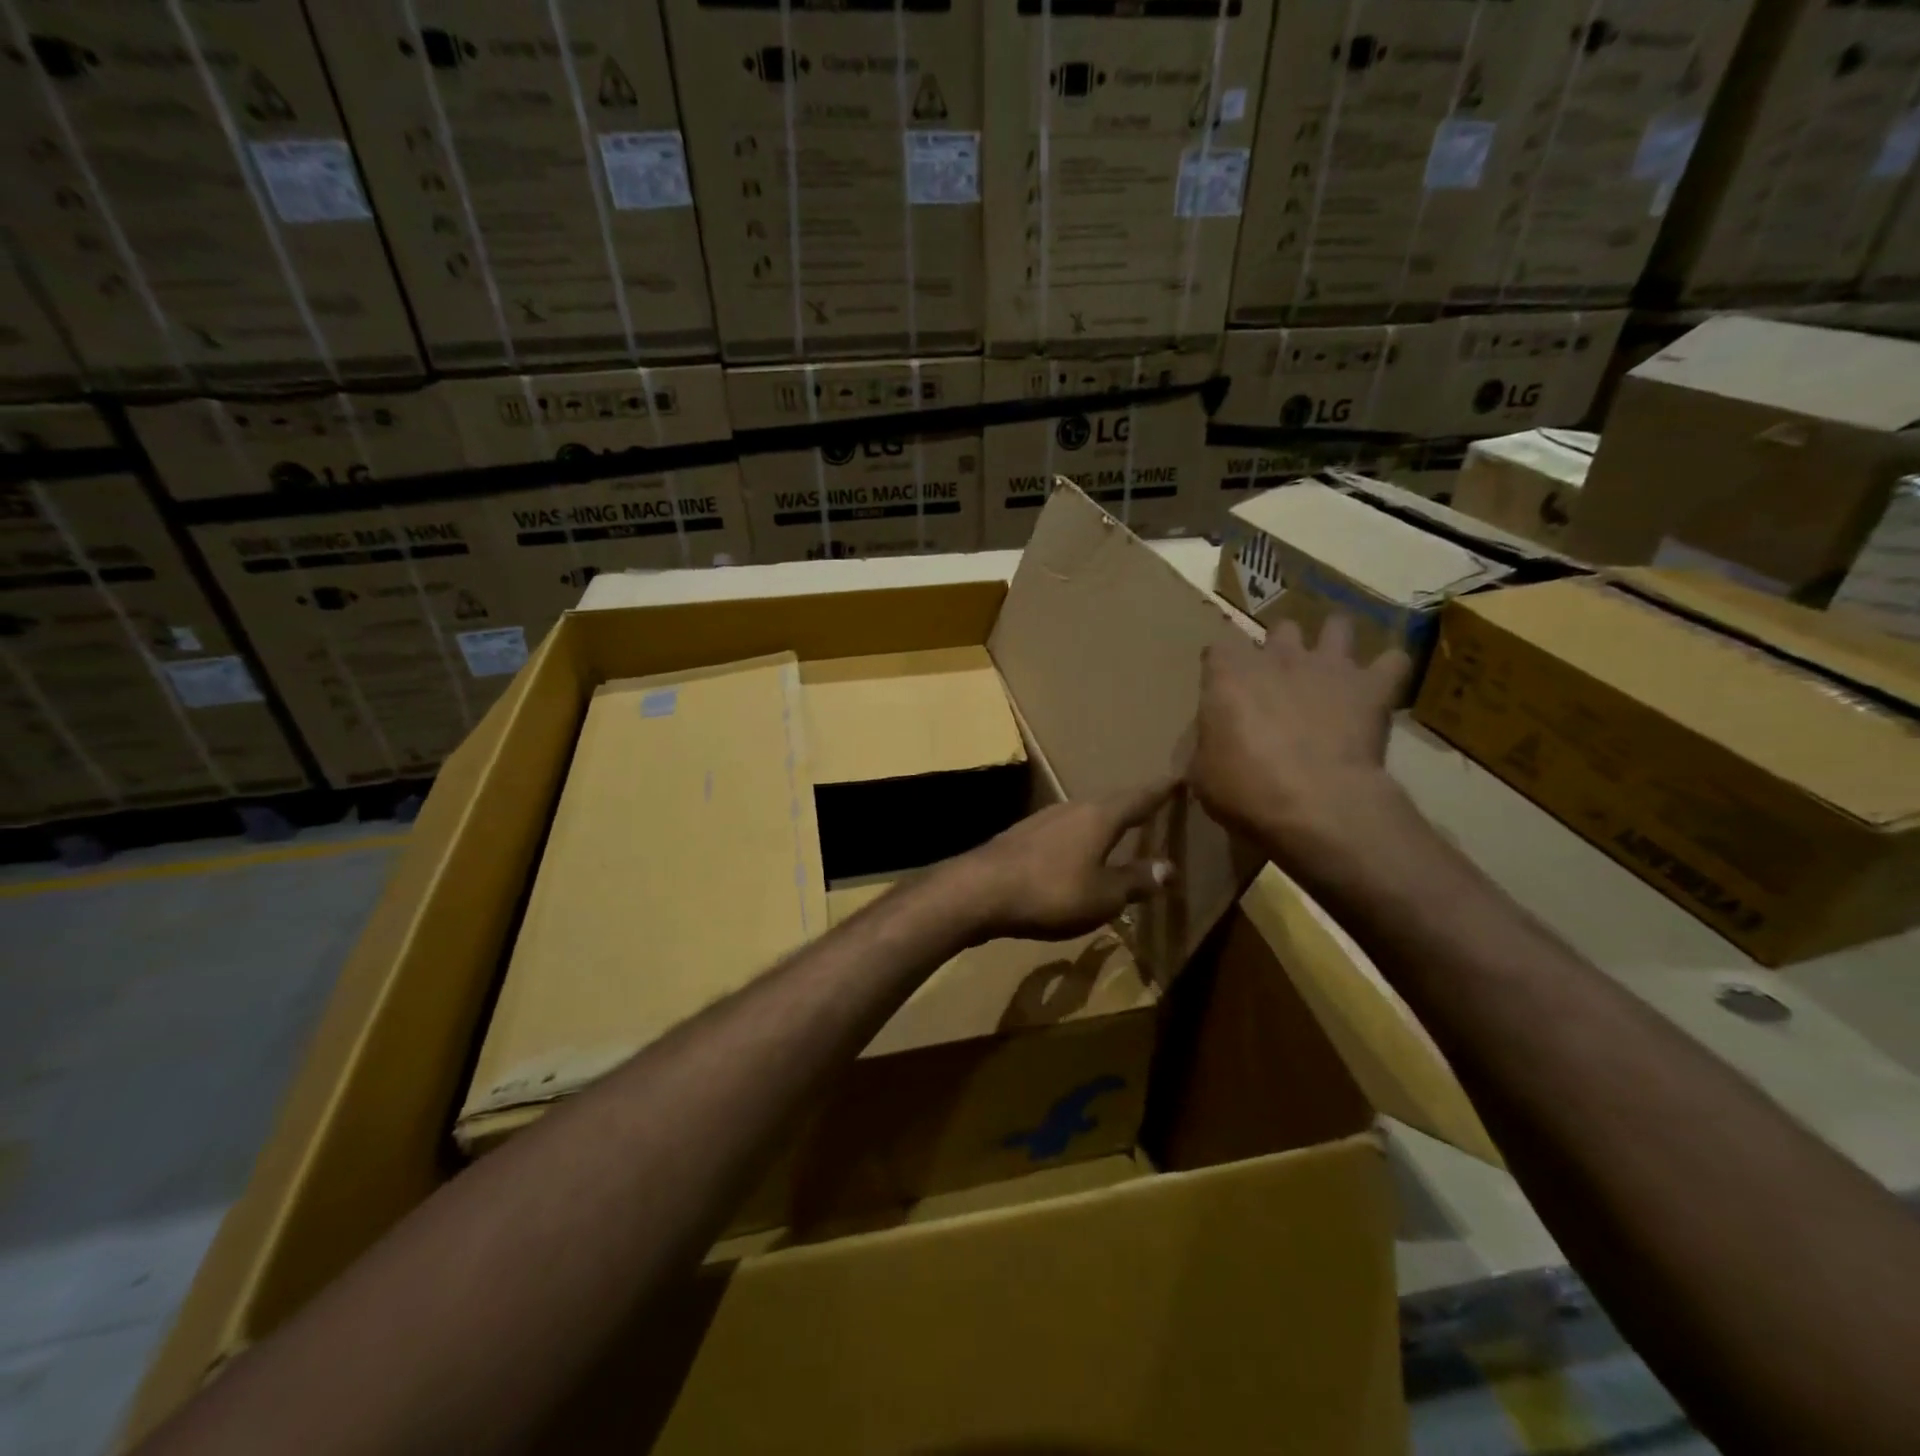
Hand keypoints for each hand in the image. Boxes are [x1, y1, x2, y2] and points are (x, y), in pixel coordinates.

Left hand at [947, 780, 1178, 942]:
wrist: (979, 891)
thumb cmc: (1050, 892)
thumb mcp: (1103, 896)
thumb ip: (1136, 881)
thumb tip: (1170, 868)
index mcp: (1099, 817)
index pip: (1139, 797)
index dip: (1161, 790)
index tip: (1179, 778)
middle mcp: (1072, 808)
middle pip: (1110, 801)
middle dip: (1133, 803)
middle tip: (1153, 803)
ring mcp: (1042, 818)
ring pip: (1083, 813)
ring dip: (1104, 819)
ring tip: (1119, 825)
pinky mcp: (1021, 835)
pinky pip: (1063, 828)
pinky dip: (1080, 834)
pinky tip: (1076, 848)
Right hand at [1190, 615, 1410, 861]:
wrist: (1314, 804)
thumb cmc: (1245, 790)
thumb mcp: (1202, 772)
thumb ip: (1209, 742)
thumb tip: (1215, 738)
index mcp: (1228, 677)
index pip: (1217, 650)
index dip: (1221, 668)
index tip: (1222, 688)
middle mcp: (1278, 659)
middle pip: (1280, 629)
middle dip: (1281, 647)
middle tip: (1281, 678)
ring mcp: (1328, 667)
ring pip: (1338, 626)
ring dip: (1335, 641)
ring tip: (1334, 665)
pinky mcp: (1372, 687)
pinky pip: (1393, 661)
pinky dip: (1388, 670)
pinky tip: (1382, 684)